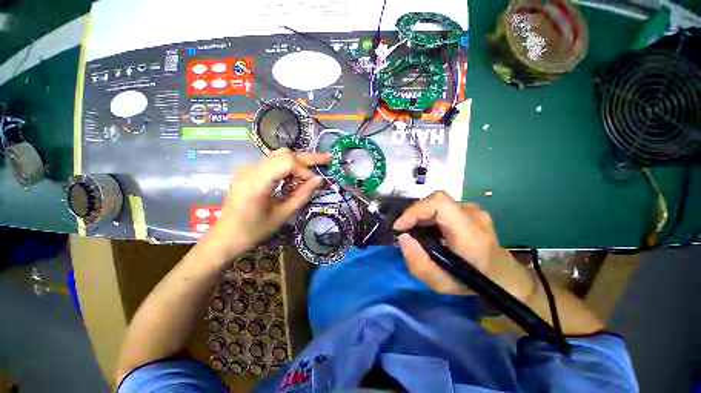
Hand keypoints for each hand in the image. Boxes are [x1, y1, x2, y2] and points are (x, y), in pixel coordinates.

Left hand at [205, 148, 330, 258]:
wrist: (226, 236)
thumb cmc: (254, 230)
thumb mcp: (283, 215)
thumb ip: (302, 195)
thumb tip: (319, 180)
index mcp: (257, 182)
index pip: (287, 162)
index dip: (305, 170)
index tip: (315, 182)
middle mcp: (251, 169)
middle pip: (284, 154)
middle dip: (308, 158)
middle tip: (327, 158)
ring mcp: (248, 168)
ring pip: (279, 156)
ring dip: (298, 162)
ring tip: (311, 173)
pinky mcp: (249, 171)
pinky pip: (273, 163)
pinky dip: (288, 168)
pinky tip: (294, 179)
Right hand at [393, 191, 519, 295]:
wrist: (504, 275)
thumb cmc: (475, 282)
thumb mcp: (442, 284)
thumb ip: (419, 264)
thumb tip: (403, 238)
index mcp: (469, 231)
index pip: (439, 202)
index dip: (415, 210)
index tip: (400, 226)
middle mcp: (472, 214)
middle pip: (434, 202)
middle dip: (414, 216)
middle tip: (407, 234)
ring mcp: (473, 209)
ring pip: (437, 205)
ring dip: (422, 217)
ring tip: (420, 235)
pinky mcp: (470, 210)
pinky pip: (443, 208)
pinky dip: (431, 218)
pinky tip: (432, 232)